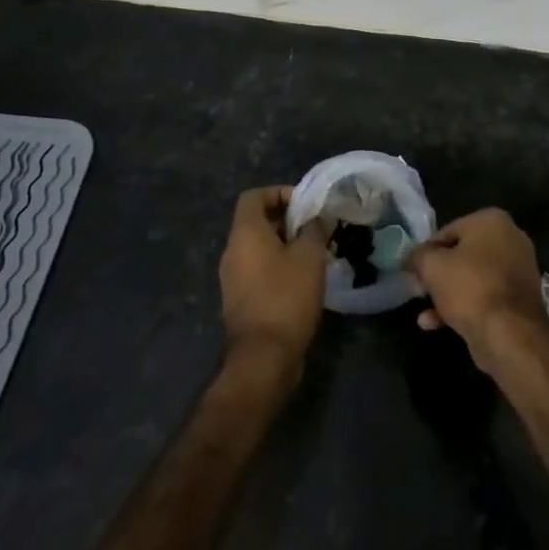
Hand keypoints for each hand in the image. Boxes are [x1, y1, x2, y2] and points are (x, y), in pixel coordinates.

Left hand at [219, 186, 327, 375]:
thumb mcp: (309, 256)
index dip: (279, 192)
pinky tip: (303, 280)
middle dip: (287, 220)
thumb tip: (316, 218)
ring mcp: (233, 278)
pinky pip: (258, 270)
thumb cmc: (286, 296)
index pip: (253, 196)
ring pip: (258, 248)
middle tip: (316, 228)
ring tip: (314, 253)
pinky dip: (278, 266)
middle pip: (256, 222)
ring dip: (285, 245)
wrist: (264, 357)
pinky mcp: (240, 300)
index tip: (305, 204)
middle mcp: (232, 252)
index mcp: (244, 234)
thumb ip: (313, 230)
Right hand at [406, 208, 548, 371]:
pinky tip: (437, 324)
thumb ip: (417, 256)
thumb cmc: (470, 288)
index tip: (414, 270)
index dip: (427, 251)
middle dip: (438, 274)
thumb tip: (411, 257)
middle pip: (462, 254)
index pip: (448, 230)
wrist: (510, 334)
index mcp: (492, 220)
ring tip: (424, 313)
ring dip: (447, 294)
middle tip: (419, 290)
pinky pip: (485, 296)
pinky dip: (463, 306)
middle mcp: (510, 239)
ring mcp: (518, 270)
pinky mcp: (519, 299)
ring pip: (472, 278)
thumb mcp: (432, 266)